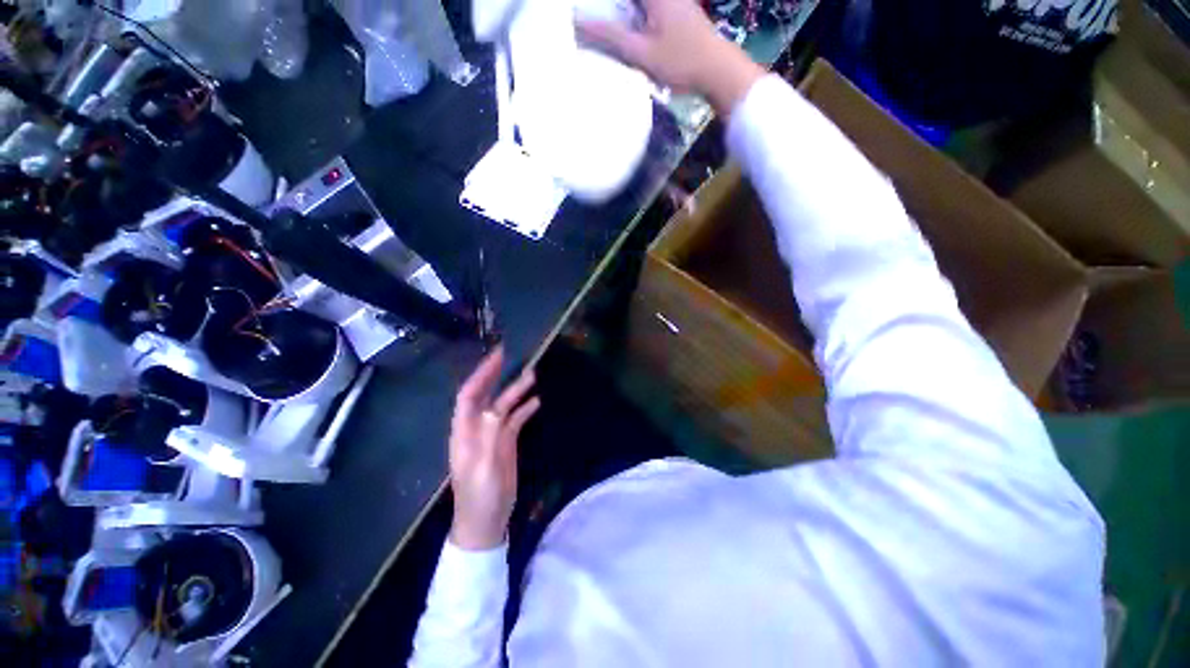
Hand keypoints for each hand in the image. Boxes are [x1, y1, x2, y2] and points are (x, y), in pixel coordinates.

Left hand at [448, 347, 540, 550]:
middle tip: (511, 356)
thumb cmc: (480, 498)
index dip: (480, 376)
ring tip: (532, 374)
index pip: (469, 396)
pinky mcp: (505, 442)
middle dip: (496, 375)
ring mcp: (492, 435)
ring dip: (515, 390)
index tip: (496, 357)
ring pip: (503, 406)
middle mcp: (476, 428)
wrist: (486, 523)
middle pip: (486, 396)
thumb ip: (489, 437)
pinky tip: (536, 401)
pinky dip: (524, 409)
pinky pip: (514, 420)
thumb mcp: (484, 468)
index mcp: (464, 433)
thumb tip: (495, 408)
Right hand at [577, 0, 764, 114]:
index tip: (588, 10)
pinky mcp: (679, 13)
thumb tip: (578, 21)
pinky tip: (630, 34)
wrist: (719, 72)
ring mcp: (674, 1)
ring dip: (624, 14)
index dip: (603, 5)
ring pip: (640, 6)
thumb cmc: (681, 62)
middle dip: (613, 9)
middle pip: (629, 1)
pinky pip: (650, 10)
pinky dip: (637, 17)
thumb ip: (610, 35)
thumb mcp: (641, 52)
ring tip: (608, 31)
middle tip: (595, 23)